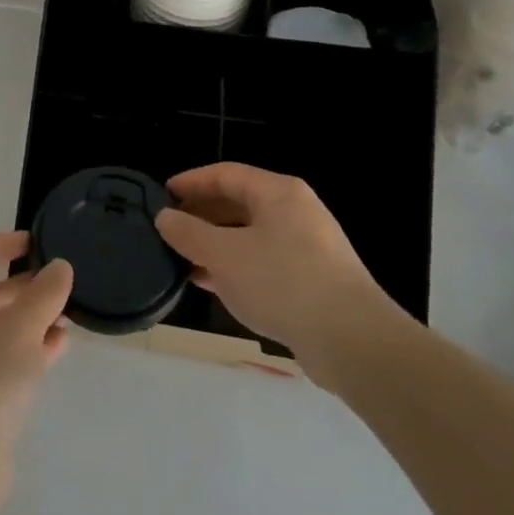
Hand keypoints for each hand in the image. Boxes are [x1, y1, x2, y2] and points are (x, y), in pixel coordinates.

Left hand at [0, 233, 72, 513]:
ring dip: (30, 318)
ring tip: (67, 310)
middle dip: (23, 286)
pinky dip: (28, 349)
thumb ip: (43, 294)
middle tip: (58, 278)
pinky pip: (2, 360)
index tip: (35, 240)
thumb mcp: (19, 327)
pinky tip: (60, 345)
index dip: (3, 244)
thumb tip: (59, 268)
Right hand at [156, 163, 399, 391]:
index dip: (191, 182)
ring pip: (250, 235)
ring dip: (216, 244)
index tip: (162, 195)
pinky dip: (235, 267)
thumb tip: (165, 217)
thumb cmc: (282, 282)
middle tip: (169, 228)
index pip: (225, 174)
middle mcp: (295, 212)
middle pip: (239, 203)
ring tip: (182, 258)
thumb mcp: (224, 255)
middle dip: (202, 214)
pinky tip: (211, 284)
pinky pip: (263, 262)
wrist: (351, 341)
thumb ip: (189, 233)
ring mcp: (307, 247)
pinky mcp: (312, 280)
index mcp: (278, 193)